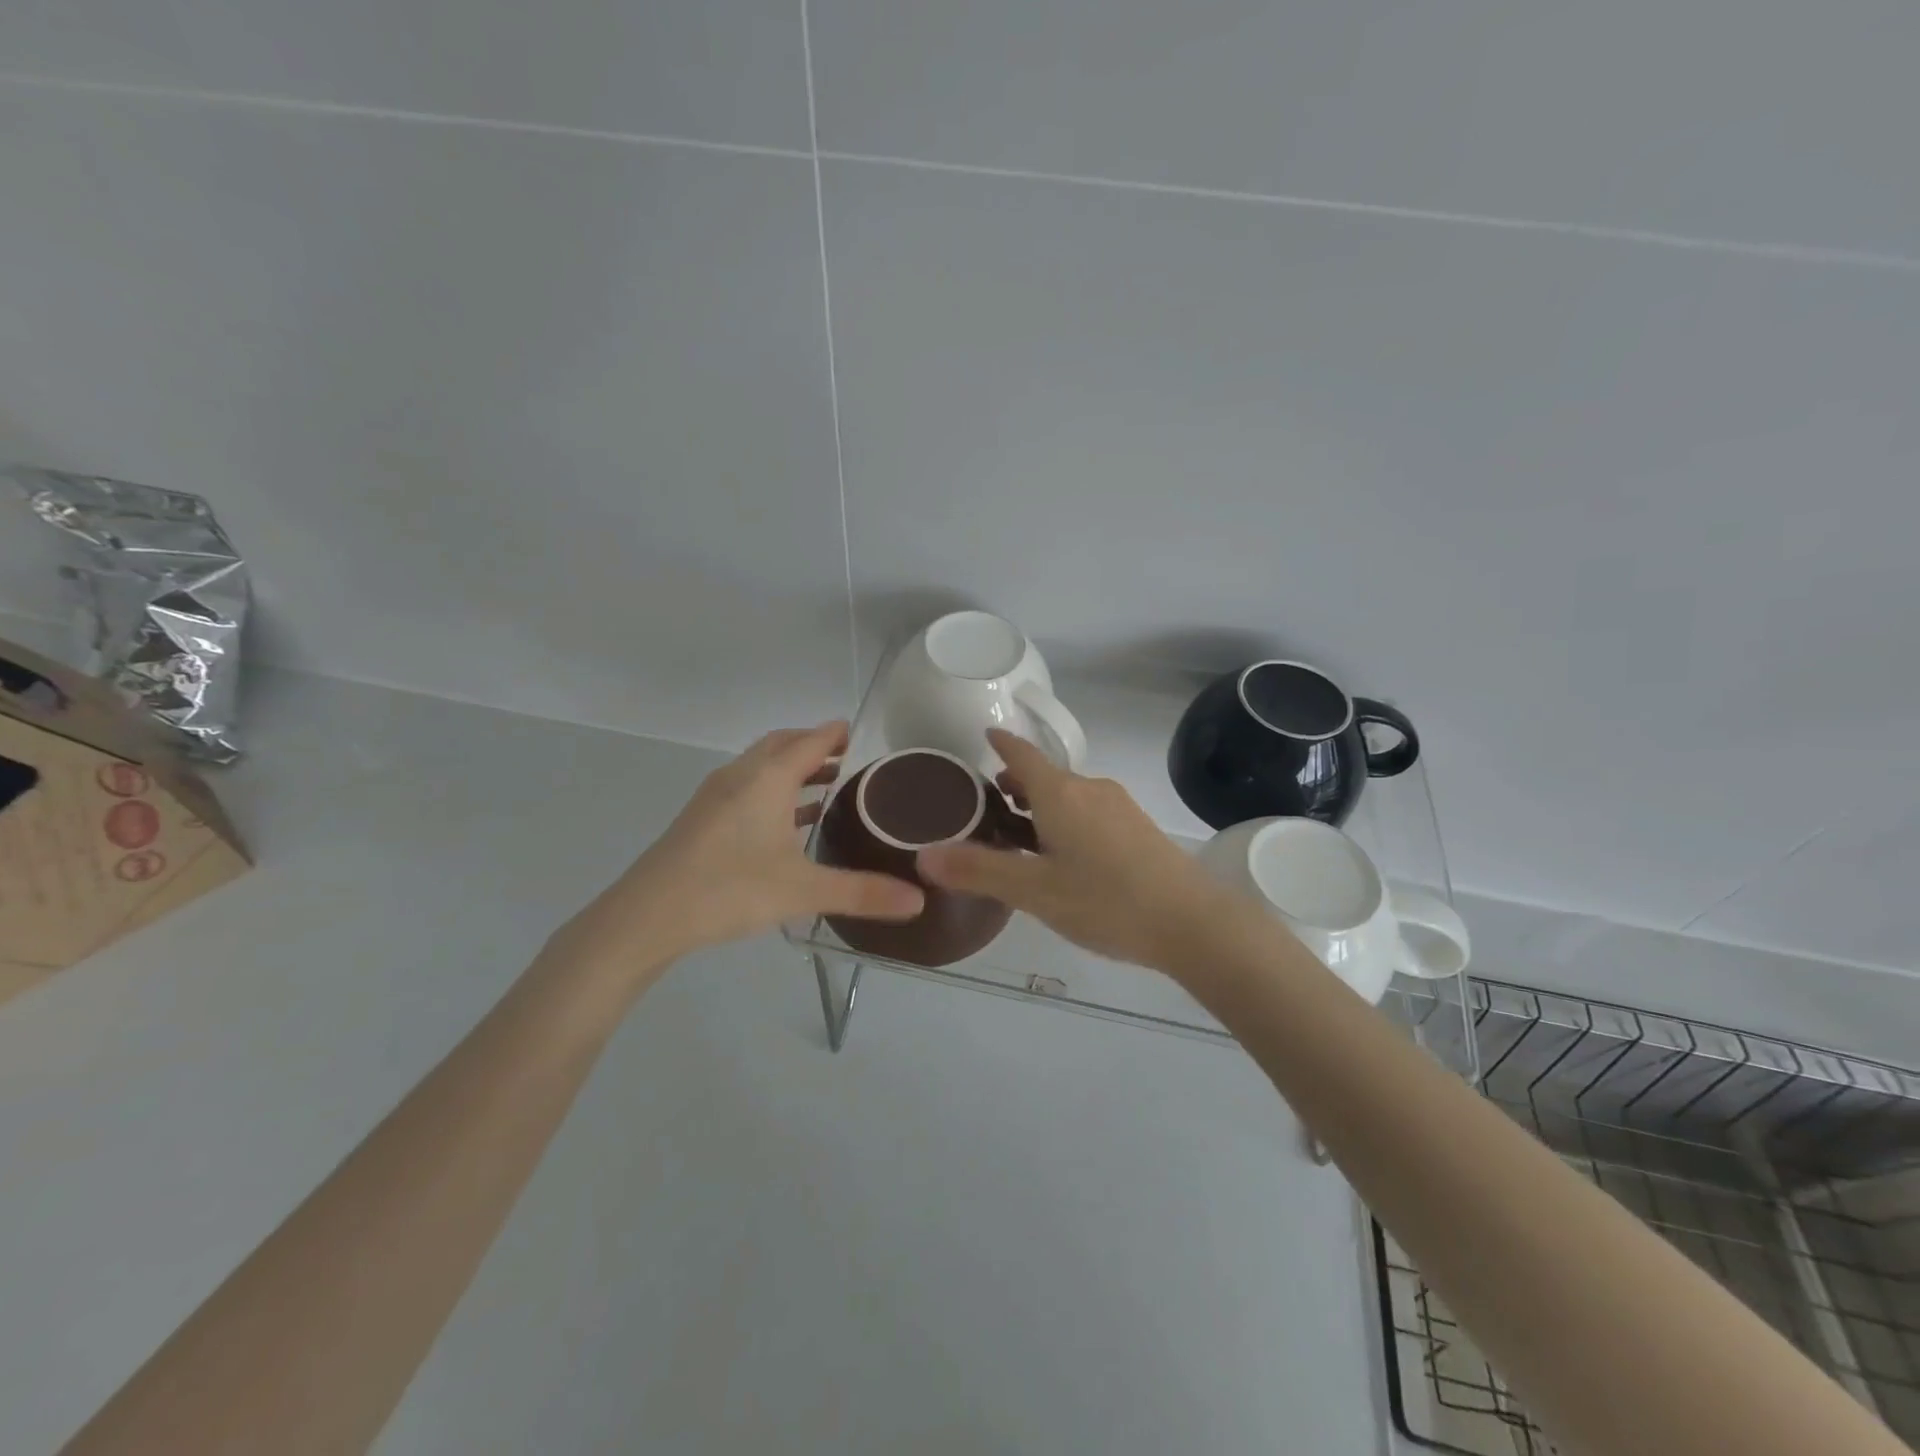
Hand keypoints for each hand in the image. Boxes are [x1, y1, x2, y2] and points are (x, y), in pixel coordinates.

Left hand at [552, 722, 924, 978]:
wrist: (646, 916)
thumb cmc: (729, 889)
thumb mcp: (803, 891)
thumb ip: (862, 893)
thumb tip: (919, 901)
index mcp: (767, 779)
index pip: (810, 741)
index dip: (835, 734)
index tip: (858, 732)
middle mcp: (740, 776)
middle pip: (781, 745)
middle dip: (813, 745)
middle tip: (846, 758)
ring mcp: (715, 796)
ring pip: (760, 766)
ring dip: (791, 768)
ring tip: (824, 786)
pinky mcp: (701, 818)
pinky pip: (746, 787)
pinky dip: (772, 790)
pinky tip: (784, 822)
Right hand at [917, 729, 1242, 970]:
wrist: (1193, 922)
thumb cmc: (1106, 901)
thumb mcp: (1035, 891)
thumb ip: (979, 871)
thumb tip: (924, 855)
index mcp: (1061, 794)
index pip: (1022, 754)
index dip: (1002, 743)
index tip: (986, 733)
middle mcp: (1091, 789)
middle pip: (1045, 775)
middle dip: (1016, 782)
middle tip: (989, 804)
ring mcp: (1120, 807)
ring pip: (1069, 794)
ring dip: (1041, 803)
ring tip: (1021, 832)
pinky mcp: (1139, 828)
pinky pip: (1090, 811)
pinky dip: (1066, 818)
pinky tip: (1066, 856)